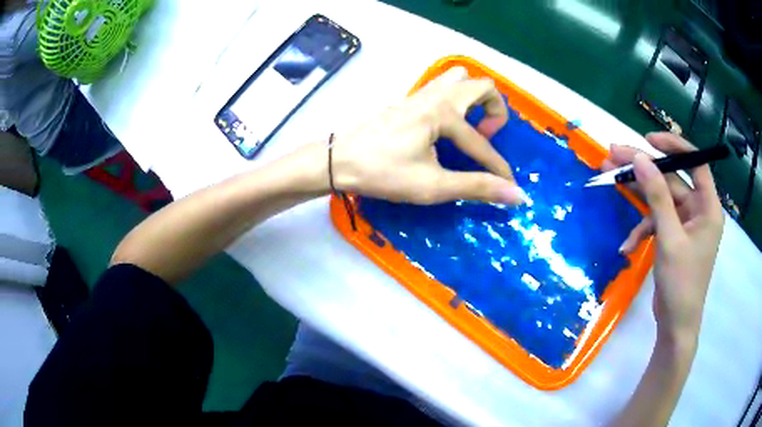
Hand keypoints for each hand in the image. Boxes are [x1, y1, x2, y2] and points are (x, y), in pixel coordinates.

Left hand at [331, 67, 525, 204]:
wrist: (338, 162)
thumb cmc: (383, 173)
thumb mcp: (433, 185)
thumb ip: (477, 187)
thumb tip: (517, 196)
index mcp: (444, 113)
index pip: (482, 143)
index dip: (498, 168)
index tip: (508, 189)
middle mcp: (436, 96)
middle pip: (481, 86)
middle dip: (495, 111)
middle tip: (486, 138)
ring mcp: (420, 95)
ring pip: (459, 80)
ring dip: (474, 99)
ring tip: (470, 129)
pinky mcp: (409, 101)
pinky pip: (442, 87)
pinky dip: (456, 100)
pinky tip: (448, 126)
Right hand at [602, 133, 723, 344]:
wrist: (675, 324)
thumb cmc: (681, 283)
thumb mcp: (669, 238)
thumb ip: (657, 196)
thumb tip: (640, 158)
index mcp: (708, 207)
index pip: (695, 162)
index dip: (674, 146)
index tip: (648, 139)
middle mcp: (698, 210)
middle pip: (671, 179)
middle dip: (644, 169)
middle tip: (614, 154)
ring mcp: (685, 224)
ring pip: (660, 199)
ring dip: (637, 195)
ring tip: (610, 180)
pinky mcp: (673, 237)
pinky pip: (656, 222)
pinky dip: (641, 230)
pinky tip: (627, 246)